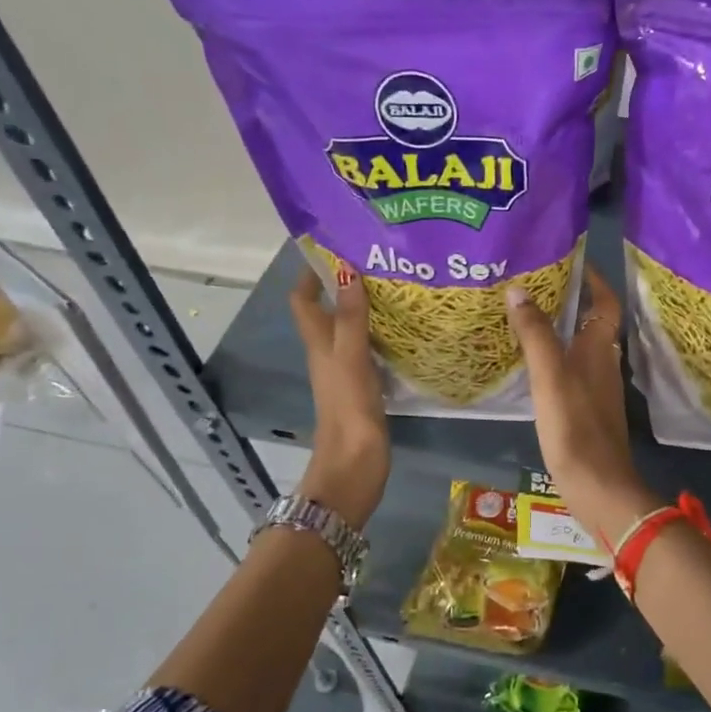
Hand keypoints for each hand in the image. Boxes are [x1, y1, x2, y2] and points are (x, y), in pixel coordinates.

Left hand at [290, 266, 388, 527]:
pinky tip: (407, 329)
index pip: (303, 299)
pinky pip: (372, 350)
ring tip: (398, 287)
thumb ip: (352, 319)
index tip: (336, 246)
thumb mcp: (350, 359)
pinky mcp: (366, 387)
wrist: (355, 465)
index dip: (311, 273)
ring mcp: (348, 371)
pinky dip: (383, 335)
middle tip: (379, 262)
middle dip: (347, 284)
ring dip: (367, 309)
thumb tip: (347, 271)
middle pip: (330, 310)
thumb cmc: (349, 409)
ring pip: (353, 329)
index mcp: (319, 344)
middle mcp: (329, 353)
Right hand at [506, 268, 658, 546]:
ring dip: (560, 329)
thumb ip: (535, 333)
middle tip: (536, 285)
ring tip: (527, 317)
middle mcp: (604, 364)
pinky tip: (531, 365)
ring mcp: (596, 390)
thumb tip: (519, 289)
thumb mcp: (550, 375)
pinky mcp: (586, 412)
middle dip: (571, 301)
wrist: (597, 486)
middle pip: (593, 323)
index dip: (594, 279)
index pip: (606, 303)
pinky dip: (554, 359)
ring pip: (581, 348)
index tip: (571, 260)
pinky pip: (570, 372)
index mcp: (601, 349)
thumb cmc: (575, 425)